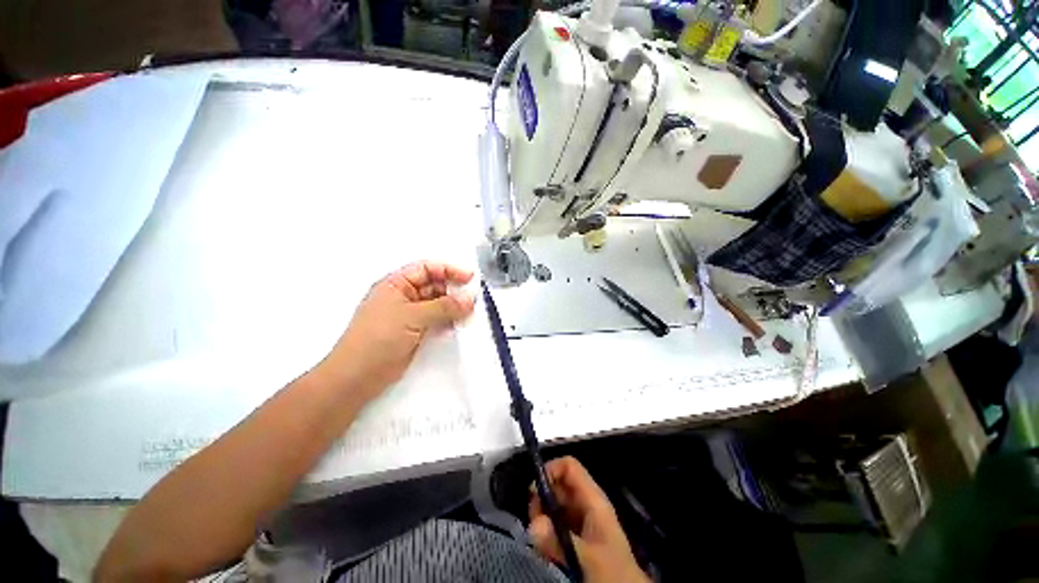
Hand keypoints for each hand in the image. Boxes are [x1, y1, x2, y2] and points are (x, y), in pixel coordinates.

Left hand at [315, 261, 475, 401]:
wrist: (358, 376)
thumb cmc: (378, 338)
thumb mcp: (412, 316)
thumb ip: (443, 307)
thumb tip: (469, 300)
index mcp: (396, 284)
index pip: (427, 269)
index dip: (449, 270)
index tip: (469, 278)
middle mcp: (404, 296)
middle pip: (434, 285)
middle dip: (453, 290)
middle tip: (473, 299)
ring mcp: (410, 315)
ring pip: (438, 304)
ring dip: (453, 306)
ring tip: (470, 312)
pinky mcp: (416, 332)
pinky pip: (437, 320)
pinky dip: (449, 320)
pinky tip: (459, 324)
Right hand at [528, 457, 648, 582]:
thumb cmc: (614, 572)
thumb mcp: (589, 557)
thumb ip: (561, 541)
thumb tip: (533, 525)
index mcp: (593, 498)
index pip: (569, 467)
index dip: (551, 470)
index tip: (534, 491)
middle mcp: (585, 504)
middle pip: (558, 484)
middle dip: (542, 498)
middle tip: (534, 521)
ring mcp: (579, 520)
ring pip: (554, 504)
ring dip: (542, 516)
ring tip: (539, 537)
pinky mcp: (575, 537)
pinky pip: (554, 523)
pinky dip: (545, 531)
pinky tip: (545, 547)